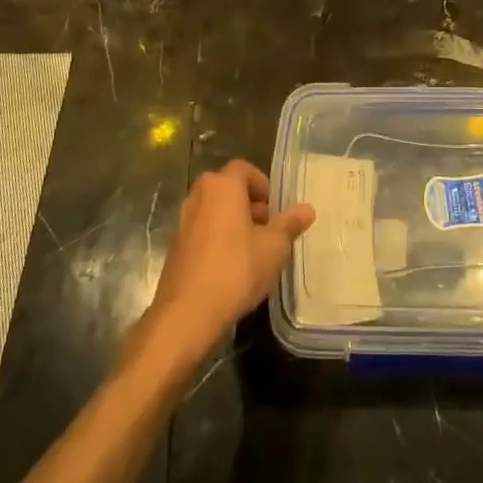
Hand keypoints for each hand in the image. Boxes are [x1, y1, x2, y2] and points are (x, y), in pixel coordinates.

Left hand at [144, 160, 315, 362]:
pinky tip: (232, 266)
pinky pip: (203, 231)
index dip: (263, 184)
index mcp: (221, 187)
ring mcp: (183, 222)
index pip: (244, 169)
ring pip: (214, 210)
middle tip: (269, 228)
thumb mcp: (274, 247)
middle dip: (250, 204)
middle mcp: (198, 196)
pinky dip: (218, 239)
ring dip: (234, 222)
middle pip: (228, 188)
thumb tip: (307, 209)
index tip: (276, 208)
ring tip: (254, 249)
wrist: (187, 313)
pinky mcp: (175, 247)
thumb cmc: (236, 269)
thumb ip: (290, 224)